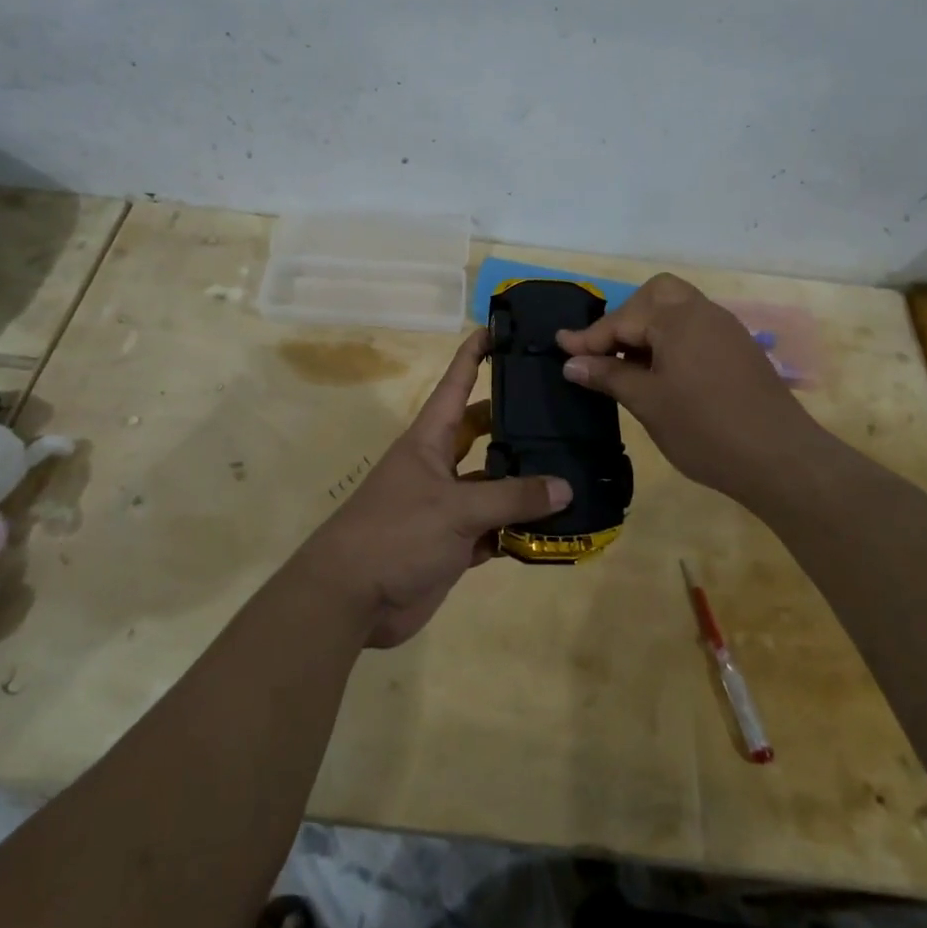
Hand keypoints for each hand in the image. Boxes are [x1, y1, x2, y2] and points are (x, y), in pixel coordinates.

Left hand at [300, 329, 570, 647]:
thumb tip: (565, 486)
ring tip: (574, 467)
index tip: (500, 328)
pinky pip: (495, 527)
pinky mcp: (454, 543)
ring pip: (494, 483)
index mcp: (429, 438)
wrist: (352, 599)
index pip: (456, 383)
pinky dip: (520, 528)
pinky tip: (555, 526)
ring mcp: (447, 505)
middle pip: (483, 431)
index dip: (475, 354)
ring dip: (525, 481)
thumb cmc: (397, 532)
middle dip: (516, 420)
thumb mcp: (456, 508)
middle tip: (562, 409)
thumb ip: (511, 497)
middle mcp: (439, 464)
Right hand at [557, 273, 824, 501]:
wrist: (781, 460)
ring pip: (679, 312)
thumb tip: (572, 363)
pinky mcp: (740, 351)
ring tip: (628, 365)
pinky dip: (672, 341)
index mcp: (679, 318)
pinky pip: (696, 330)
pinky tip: (662, 374)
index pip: (623, 319)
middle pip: (657, 295)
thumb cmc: (705, 429)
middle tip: (606, 350)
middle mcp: (704, 313)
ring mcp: (727, 331)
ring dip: (650, 329)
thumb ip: (608, 376)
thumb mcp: (647, 403)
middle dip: (627, 317)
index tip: (561, 349)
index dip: (589, 338)